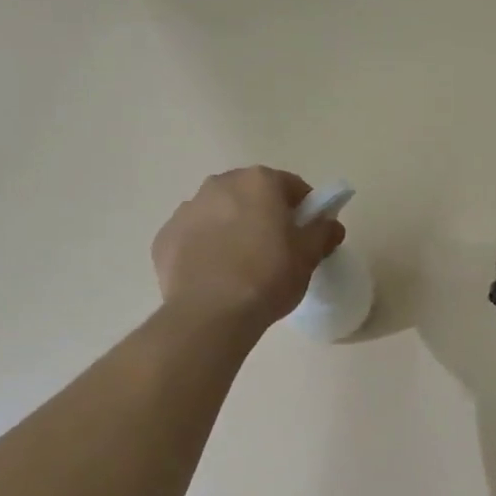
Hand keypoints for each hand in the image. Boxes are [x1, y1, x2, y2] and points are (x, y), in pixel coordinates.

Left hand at [153, 168, 344, 330]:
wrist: (210, 314)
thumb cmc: (268, 277)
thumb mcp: (308, 257)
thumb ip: (322, 232)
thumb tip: (331, 224)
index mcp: (258, 182)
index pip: (291, 186)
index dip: (304, 209)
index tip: (306, 234)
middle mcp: (219, 184)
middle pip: (250, 195)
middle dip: (263, 215)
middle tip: (274, 250)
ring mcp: (186, 210)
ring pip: (218, 213)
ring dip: (230, 229)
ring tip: (240, 266)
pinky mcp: (164, 238)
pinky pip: (192, 238)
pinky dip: (203, 249)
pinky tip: (213, 277)